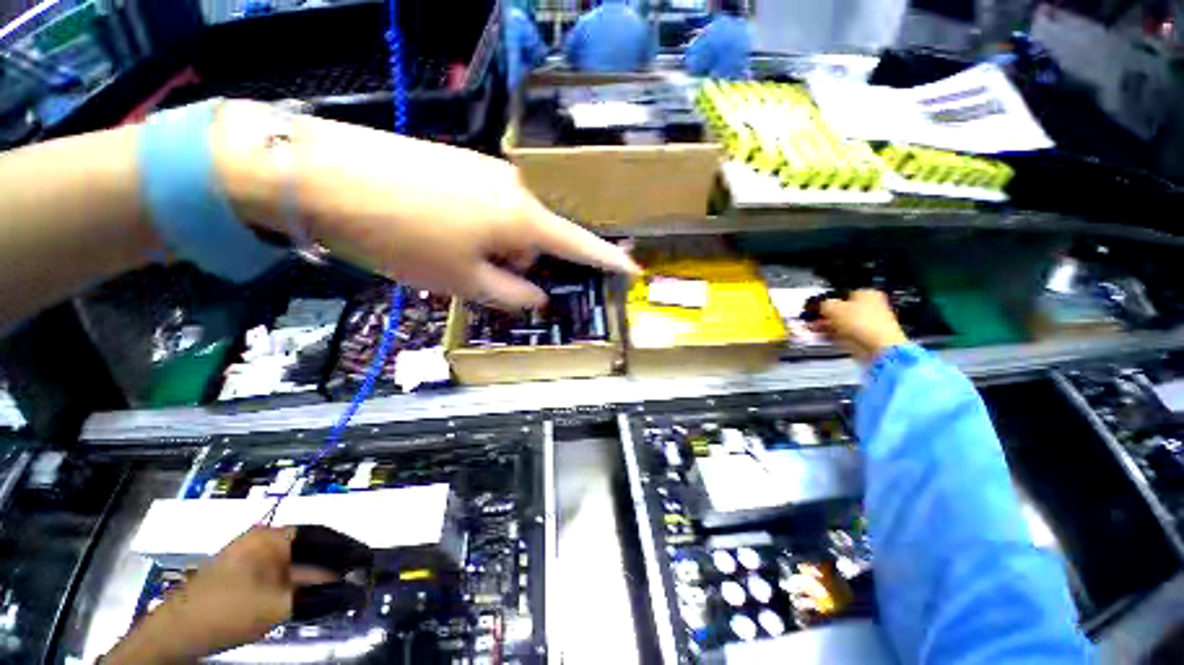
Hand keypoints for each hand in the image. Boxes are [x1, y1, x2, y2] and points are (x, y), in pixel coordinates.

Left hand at [105, 526, 369, 663]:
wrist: (177, 634)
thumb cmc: (227, 609)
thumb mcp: (277, 605)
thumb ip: (319, 596)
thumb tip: (357, 592)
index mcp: (271, 537)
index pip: (320, 534)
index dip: (346, 545)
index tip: (367, 558)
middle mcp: (264, 544)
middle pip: (310, 551)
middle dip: (335, 566)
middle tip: (360, 578)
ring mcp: (254, 563)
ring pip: (299, 568)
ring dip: (321, 581)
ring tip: (346, 592)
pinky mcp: (248, 582)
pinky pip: (286, 582)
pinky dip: (304, 591)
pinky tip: (319, 601)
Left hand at [215, 100, 639, 309]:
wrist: (326, 173)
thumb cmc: (405, 237)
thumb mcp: (464, 282)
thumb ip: (513, 294)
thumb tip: (538, 295)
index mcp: (524, 219)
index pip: (580, 245)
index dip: (608, 261)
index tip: (633, 269)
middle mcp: (516, 189)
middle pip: (538, 238)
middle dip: (521, 263)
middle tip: (481, 275)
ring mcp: (489, 172)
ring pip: (511, 225)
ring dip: (495, 248)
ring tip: (451, 253)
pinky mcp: (464, 165)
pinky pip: (489, 207)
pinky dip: (478, 230)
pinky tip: (441, 231)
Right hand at [813, 290, 908, 362]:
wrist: (878, 348)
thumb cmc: (862, 323)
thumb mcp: (833, 308)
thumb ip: (822, 304)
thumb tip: (817, 306)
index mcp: (866, 293)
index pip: (840, 294)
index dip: (824, 300)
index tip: (812, 307)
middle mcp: (869, 306)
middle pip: (839, 309)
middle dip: (823, 315)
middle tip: (810, 319)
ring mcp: (867, 323)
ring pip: (840, 322)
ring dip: (826, 326)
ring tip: (813, 328)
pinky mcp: (863, 338)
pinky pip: (843, 334)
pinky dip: (832, 335)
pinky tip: (821, 336)